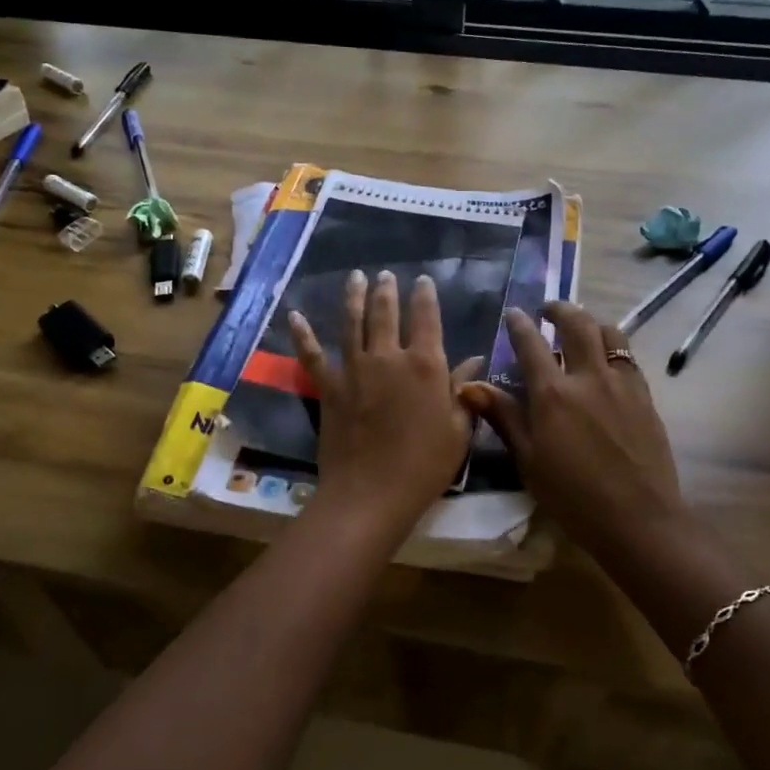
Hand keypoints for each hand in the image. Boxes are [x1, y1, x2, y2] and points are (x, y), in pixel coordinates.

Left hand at [290, 271, 482, 540]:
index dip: (425, 297)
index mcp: (425, 365)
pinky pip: (313, 355)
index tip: (423, 281)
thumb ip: (464, 392)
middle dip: (387, 291)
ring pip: (351, 323)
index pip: (426, 319)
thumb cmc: (424, 466)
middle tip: (385, 275)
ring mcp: (354, 370)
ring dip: (353, 297)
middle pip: (386, 314)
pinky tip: (295, 316)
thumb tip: (474, 361)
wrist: (371, 494)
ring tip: (356, 277)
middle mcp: (388, 358)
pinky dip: (303, 335)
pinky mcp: (328, 388)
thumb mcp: (458, 431)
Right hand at [459, 301, 687, 561]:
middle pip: (576, 324)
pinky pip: (628, 357)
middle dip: (560, 309)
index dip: (519, 324)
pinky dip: (613, 346)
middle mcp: (588, 378)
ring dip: (591, 321)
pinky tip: (606, 359)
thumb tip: (470, 386)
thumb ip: (504, 417)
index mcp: (553, 394)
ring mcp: (621, 384)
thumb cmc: (572, 497)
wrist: (638, 519)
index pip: (531, 344)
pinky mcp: (644, 396)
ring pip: (609, 333)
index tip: (513, 313)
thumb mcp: (528, 460)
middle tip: (549, 309)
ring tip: (581, 327)